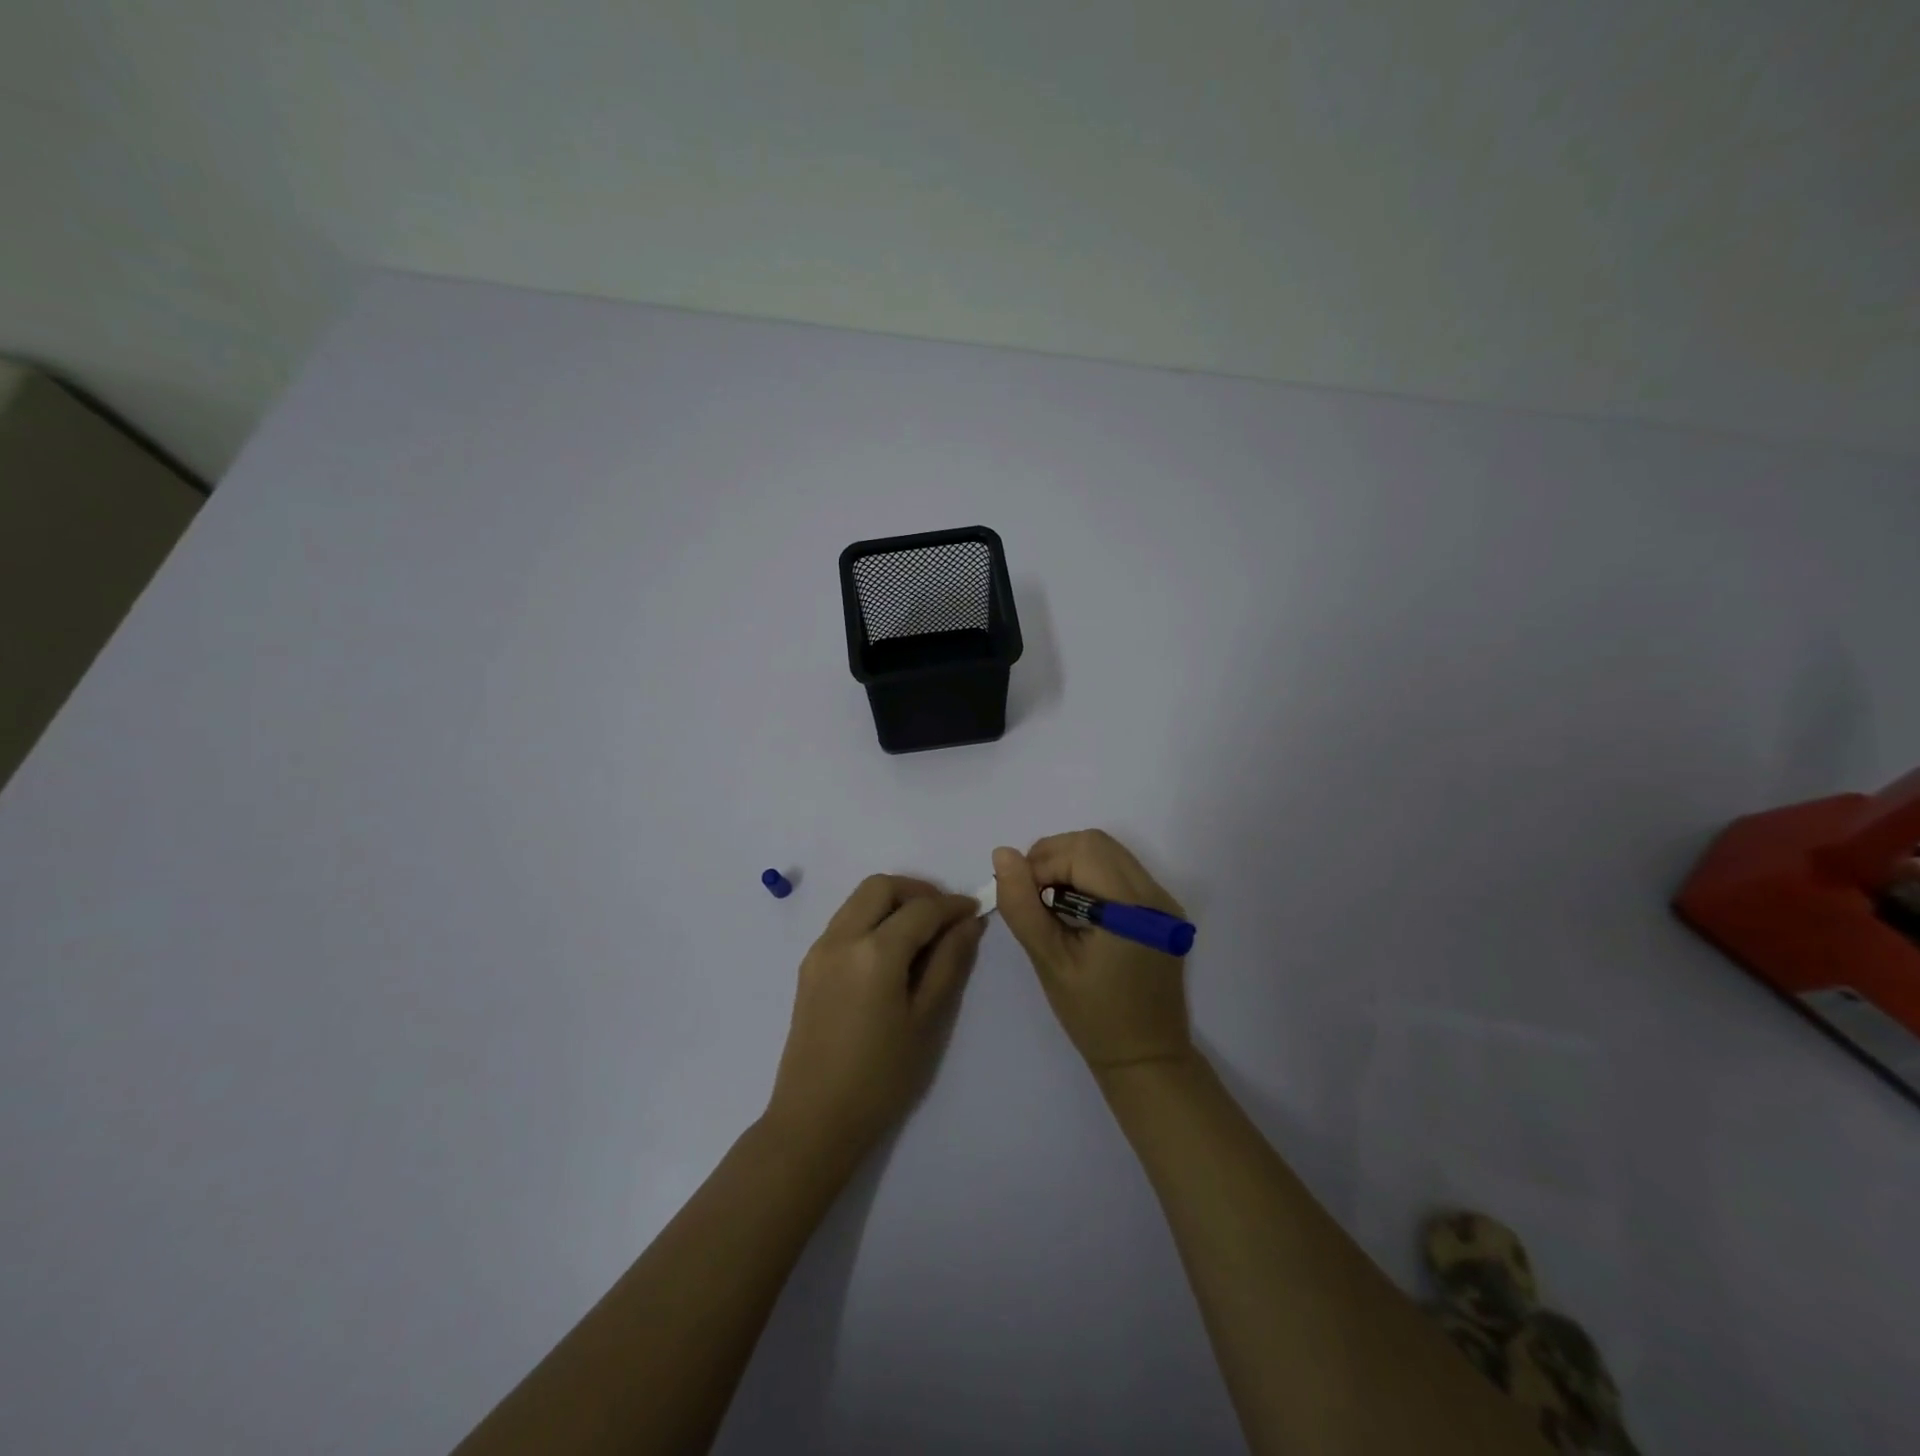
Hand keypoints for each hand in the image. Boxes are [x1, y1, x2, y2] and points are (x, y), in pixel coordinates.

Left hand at [765, 876, 982, 1164]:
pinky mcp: (809, 965)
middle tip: (945, 916)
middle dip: (917, 891)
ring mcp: (820, 950)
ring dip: (892, 902)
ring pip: (859, 900)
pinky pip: (845, 921)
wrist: (814, 1119)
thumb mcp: (926, 1020)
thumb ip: (949, 963)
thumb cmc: (881, 1077)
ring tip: (921, 932)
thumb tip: (968, 923)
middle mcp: (841, 938)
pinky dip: (872, 919)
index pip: (921, 909)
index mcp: (874, 952)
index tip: (975, 910)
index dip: (952, 905)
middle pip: (881, 887)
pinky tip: (891, 951)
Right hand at [993, 831, 1193, 1075]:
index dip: (1041, 864)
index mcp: (1132, 906)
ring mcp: (1162, 901)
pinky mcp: (1160, 912)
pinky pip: (1119, 872)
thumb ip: (1023, 906)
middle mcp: (1154, 894)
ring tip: (1050, 904)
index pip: (1080, 851)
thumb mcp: (1050, 961)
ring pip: (1108, 853)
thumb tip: (1003, 854)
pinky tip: (1075, 911)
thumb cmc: (1094, 1016)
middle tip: (1032, 897)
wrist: (1146, 1059)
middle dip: (1054, 858)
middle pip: (1096, 843)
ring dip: (1071, 865)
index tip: (1021, 898)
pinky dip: (1089, 877)